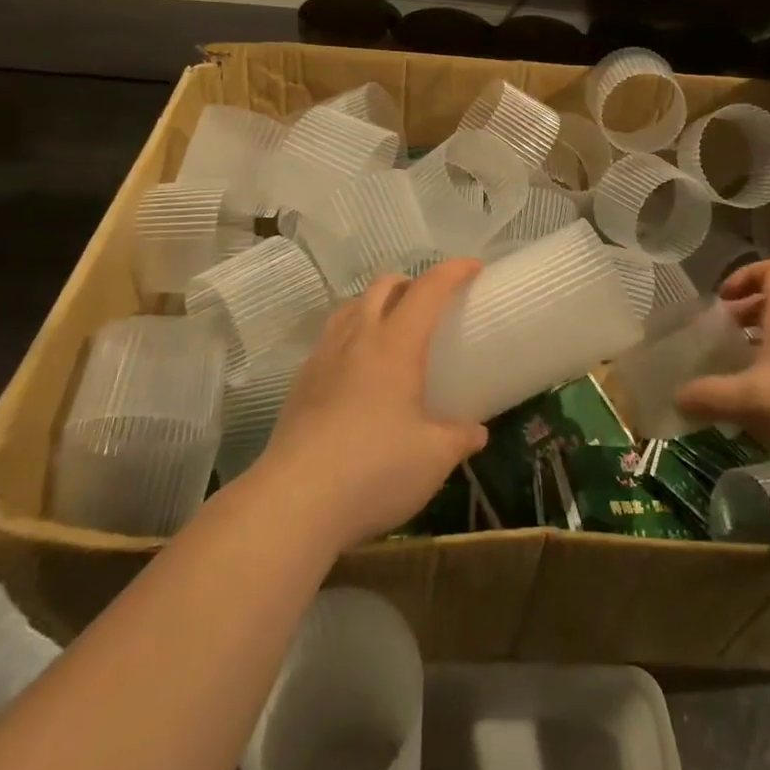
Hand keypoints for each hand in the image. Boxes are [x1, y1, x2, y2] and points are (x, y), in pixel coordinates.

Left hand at [257, 259, 488, 549]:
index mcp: (396, 344)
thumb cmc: (374, 470)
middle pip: (383, 286)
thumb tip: (477, 432)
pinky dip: (351, 334)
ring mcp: (323, 357)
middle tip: (431, 303)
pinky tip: (357, 369)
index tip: (474, 267)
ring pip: (351, 307)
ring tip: (392, 327)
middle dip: (411, 282)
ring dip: (376, 303)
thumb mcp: (433, 458)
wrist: (293, 502)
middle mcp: (358, 338)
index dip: (453, 271)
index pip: (428, 289)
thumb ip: (460, 438)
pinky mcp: (300, 383)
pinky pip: (330, 338)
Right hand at [675, 260, 769, 510]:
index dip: (747, 274)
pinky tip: (747, 413)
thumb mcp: (751, 400)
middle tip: (715, 339)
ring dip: (751, 354)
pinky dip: (764, 385)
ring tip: (723, 377)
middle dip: (741, 317)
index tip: (722, 299)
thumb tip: (675, 397)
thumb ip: (709, 396)